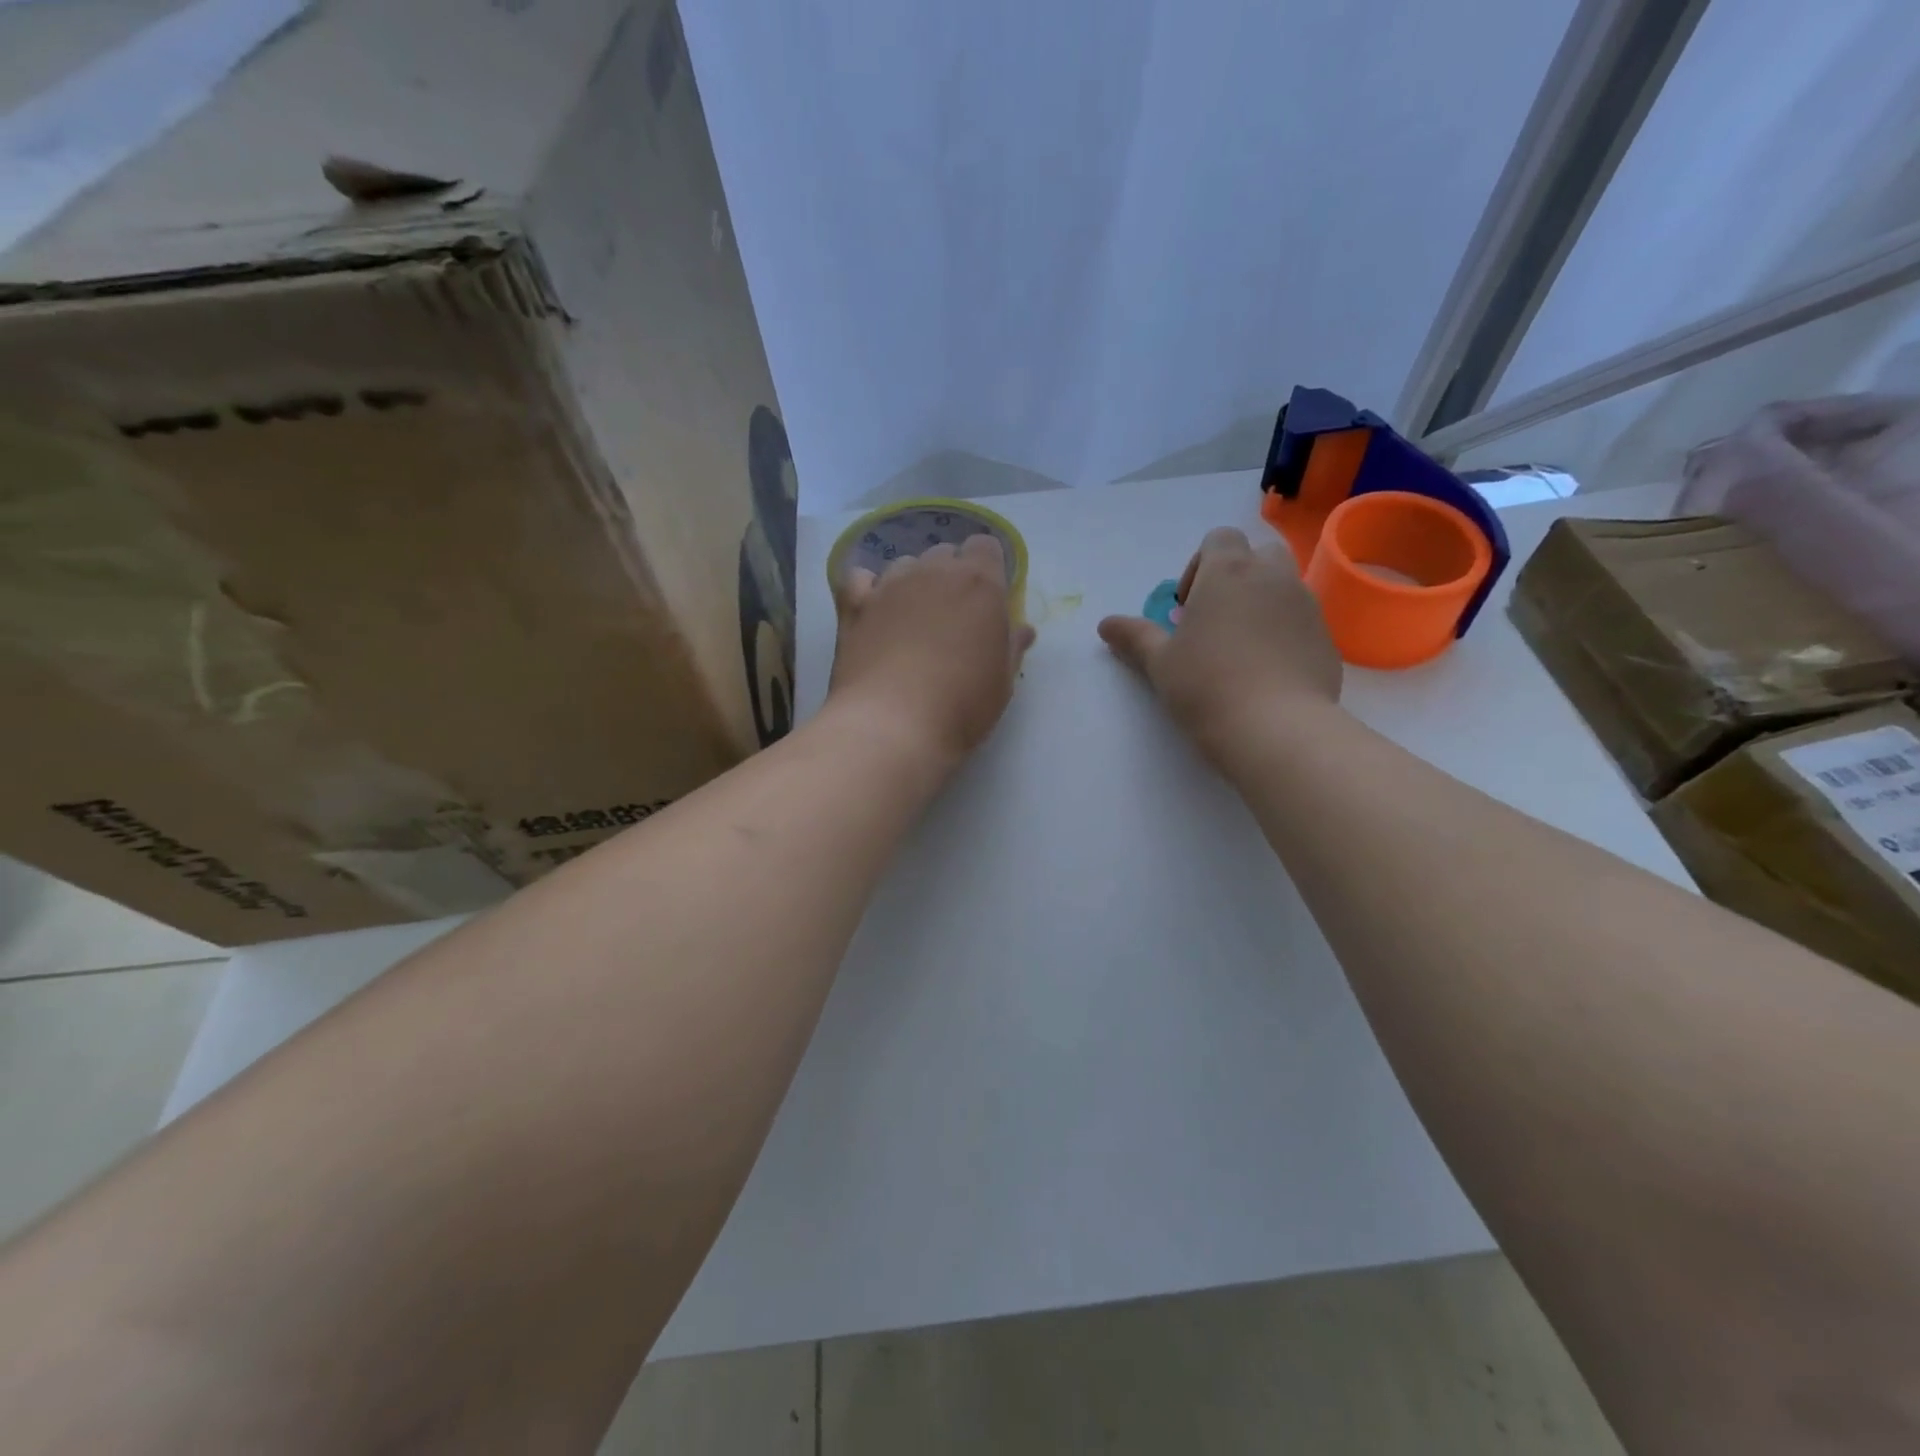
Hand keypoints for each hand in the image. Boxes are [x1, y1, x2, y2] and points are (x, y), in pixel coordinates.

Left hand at [827, 535, 1036, 767]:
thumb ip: (1011, 647)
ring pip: (905, 565)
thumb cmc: (962, 706)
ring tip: (912, 622)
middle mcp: (934, 571)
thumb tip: (1022, 629)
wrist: (893, 725)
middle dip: (950, 577)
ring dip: (913, 583)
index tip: (988, 601)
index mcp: (980, 583)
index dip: (988, 568)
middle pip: (945, 554)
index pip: (986, 547)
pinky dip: (868, 589)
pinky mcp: (854, 604)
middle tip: (952, 619)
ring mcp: (890, 585)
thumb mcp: (1002, 682)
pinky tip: (872, 612)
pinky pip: (861, 579)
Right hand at [1098, 527, 1342, 762]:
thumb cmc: (1206, 685)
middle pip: (1258, 554)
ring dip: (1261, 603)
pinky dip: (1283, 633)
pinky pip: (1301, 621)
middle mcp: (1273, 577)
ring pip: (1284, 586)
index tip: (1186, 605)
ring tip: (1240, 648)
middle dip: (1236, 577)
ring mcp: (1305, 606)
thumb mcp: (1159, 662)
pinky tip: (1266, 672)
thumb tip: (1106, 624)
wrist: (1276, 728)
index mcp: (1228, 572)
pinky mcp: (1325, 638)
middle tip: (1214, 620)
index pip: (1219, 538)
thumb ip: (1134, 637)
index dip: (1199, 564)